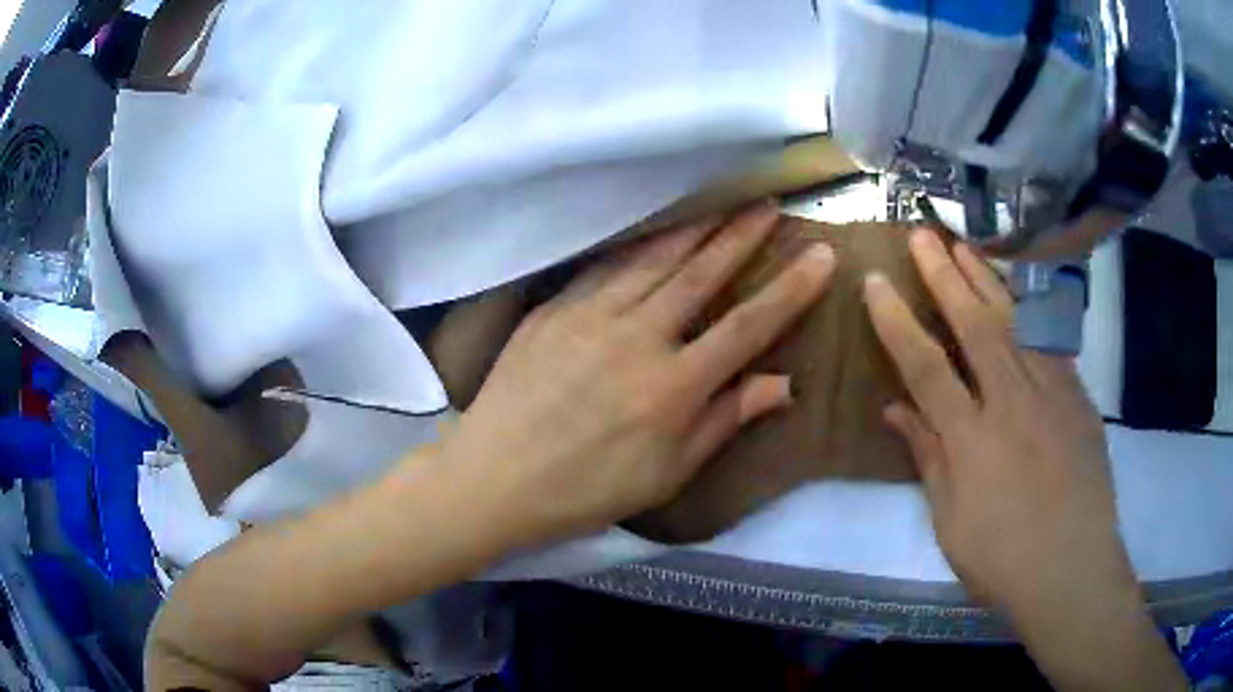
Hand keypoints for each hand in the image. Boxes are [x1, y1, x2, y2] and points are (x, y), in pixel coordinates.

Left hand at [441, 204, 835, 544]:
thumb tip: (783, 383)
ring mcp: (590, 317)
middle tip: (768, 205)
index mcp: (672, 388)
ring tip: (723, 203)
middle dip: (741, 236)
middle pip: (700, 274)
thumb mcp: (667, 473)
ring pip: (654, 259)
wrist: (496, 476)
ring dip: (694, 228)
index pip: (747, 326)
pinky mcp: (554, 309)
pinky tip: (655, 230)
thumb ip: (725, 421)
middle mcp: (637, 338)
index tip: (821, 255)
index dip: (790, 289)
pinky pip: (605, 267)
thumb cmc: (587, 489)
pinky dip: (637, 243)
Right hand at [865, 230, 1185, 690]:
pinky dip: (1032, 309)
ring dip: (988, 278)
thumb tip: (895, 409)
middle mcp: (1012, 403)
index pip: (925, 366)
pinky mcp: (1078, 397)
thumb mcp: (950, 521)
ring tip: (965, 245)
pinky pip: (1052, 342)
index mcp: (971, 440)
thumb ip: (927, 457)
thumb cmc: (1003, 558)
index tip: (875, 282)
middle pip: (975, 325)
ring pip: (1017, 321)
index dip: (897, 321)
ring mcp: (1052, 393)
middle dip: (944, 275)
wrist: (1073, 569)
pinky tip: (1020, 290)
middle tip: (922, 235)